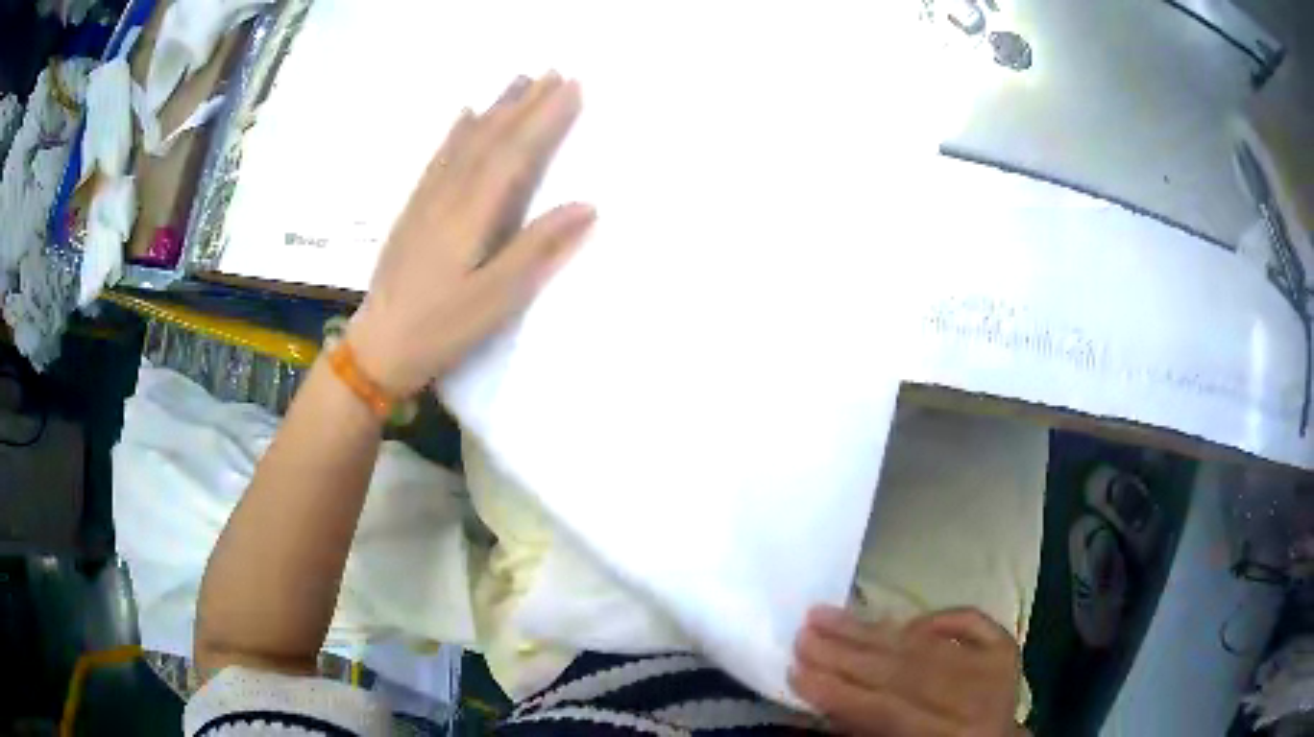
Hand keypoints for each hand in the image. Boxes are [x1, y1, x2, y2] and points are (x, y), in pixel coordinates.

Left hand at [347, 72, 594, 395]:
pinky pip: (439, 158)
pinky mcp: (414, 210)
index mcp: (471, 215)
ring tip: (518, 81)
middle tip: (554, 73)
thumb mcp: (496, 300)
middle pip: (491, 139)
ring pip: (465, 141)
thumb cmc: (441, 329)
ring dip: (495, 109)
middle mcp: (448, 195)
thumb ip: (537, 250)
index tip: (572, 87)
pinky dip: (457, 132)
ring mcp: (427, 200)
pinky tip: (465, 116)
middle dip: (525, 104)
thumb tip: (586, 206)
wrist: (377, 346)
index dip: (545, 119)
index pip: (515, 154)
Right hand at [792, 607, 1023, 735]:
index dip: (839, 691)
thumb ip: (861, 730)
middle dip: (848, 653)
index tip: (796, 670)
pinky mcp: (1006, 647)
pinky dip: (937, 617)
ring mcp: (996, 669)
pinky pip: (970, 620)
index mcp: (948, 736)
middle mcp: (977, 701)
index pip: (884, 709)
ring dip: (872, 630)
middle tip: (804, 633)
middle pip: (904, 672)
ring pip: (927, 645)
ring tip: (828, 615)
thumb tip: (813, 699)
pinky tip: (905, 621)